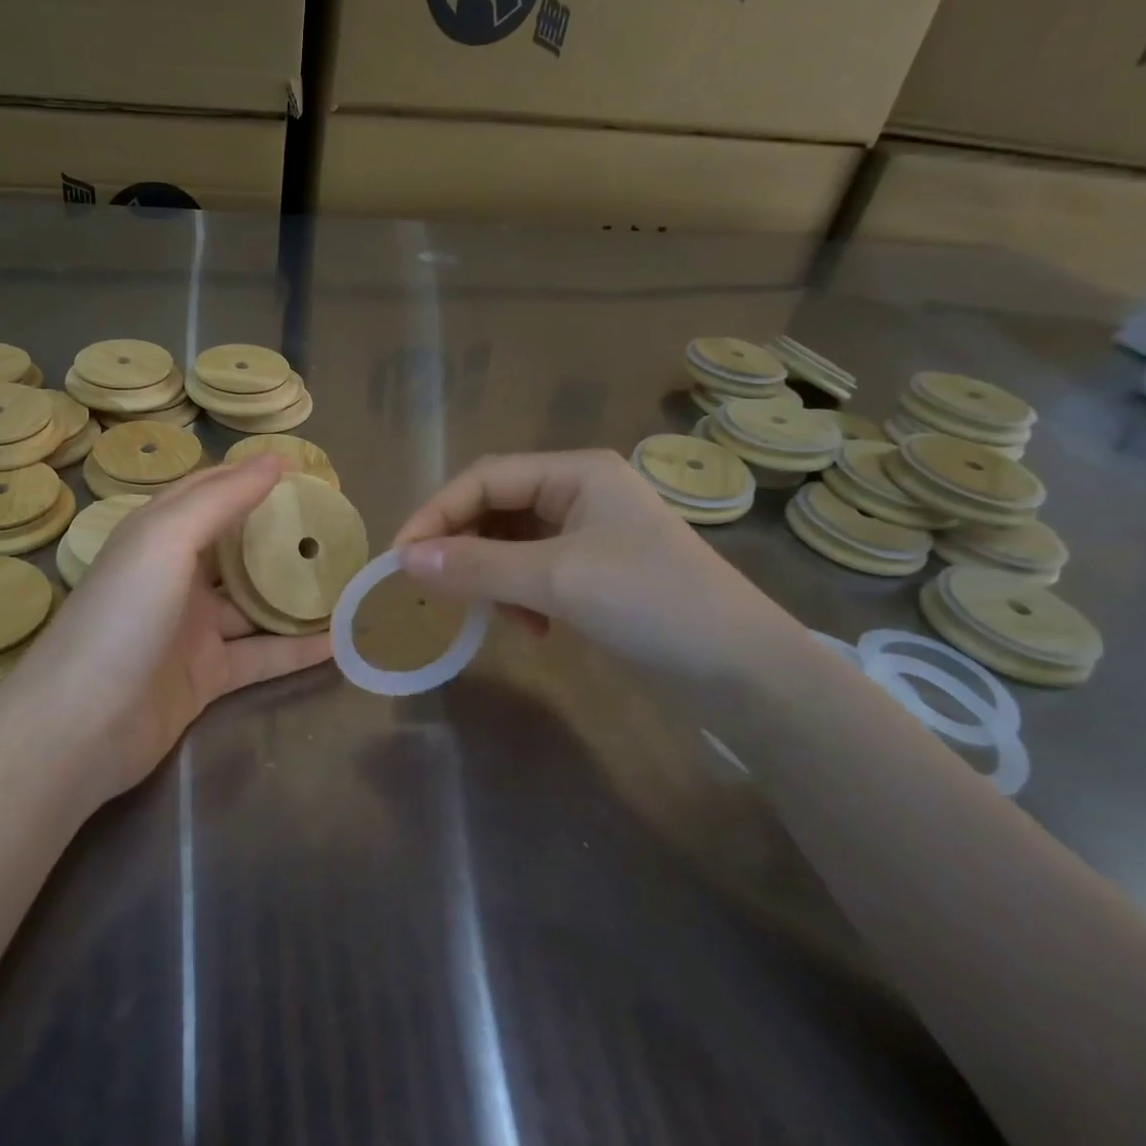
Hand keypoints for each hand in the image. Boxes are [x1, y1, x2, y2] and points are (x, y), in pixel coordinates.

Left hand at [0, 457, 332, 804]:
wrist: (80, 726)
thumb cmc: (122, 617)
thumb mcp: (166, 541)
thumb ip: (220, 499)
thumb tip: (273, 460)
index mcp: (156, 535)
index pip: (208, 492)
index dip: (249, 477)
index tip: (303, 471)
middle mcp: (173, 576)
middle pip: (235, 547)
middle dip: (279, 535)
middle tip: (334, 525)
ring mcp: (191, 629)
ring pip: (253, 604)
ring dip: (294, 594)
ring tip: (347, 580)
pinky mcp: (206, 676)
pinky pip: (261, 655)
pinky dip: (296, 649)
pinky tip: (339, 642)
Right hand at [392, 449, 790, 682]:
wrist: (744, 673)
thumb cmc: (651, 603)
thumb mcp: (556, 579)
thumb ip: (476, 566)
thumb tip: (403, 561)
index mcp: (576, 472)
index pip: (485, 479)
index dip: (437, 514)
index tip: (401, 559)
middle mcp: (580, 493)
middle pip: (496, 507)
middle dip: (462, 546)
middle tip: (434, 587)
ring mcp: (591, 535)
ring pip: (511, 543)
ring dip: (490, 576)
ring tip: (492, 614)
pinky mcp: (596, 574)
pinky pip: (534, 572)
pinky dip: (519, 596)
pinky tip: (531, 628)